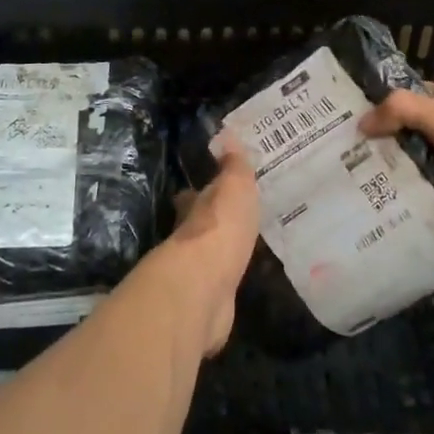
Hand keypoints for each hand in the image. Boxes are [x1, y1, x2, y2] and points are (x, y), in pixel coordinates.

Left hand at [144, 139, 259, 356]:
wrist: (205, 285)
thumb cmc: (220, 227)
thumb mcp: (234, 187)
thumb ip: (234, 165)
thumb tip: (226, 132)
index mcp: (195, 208)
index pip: (194, 196)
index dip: (201, 192)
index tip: (211, 188)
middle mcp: (190, 238)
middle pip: (199, 226)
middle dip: (210, 222)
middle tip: (233, 218)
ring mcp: (198, 272)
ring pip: (210, 256)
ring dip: (221, 251)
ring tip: (243, 247)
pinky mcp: (209, 301)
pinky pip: (221, 284)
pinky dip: (228, 280)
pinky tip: (241, 279)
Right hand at [360, 85, 433, 237]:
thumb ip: (403, 112)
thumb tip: (361, 122)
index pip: (409, 100)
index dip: (379, 108)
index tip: (345, 126)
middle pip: (415, 139)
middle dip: (385, 152)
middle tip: (344, 171)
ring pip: (429, 173)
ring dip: (404, 185)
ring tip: (361, 202)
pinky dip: (427, 210)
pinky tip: (398, 223)